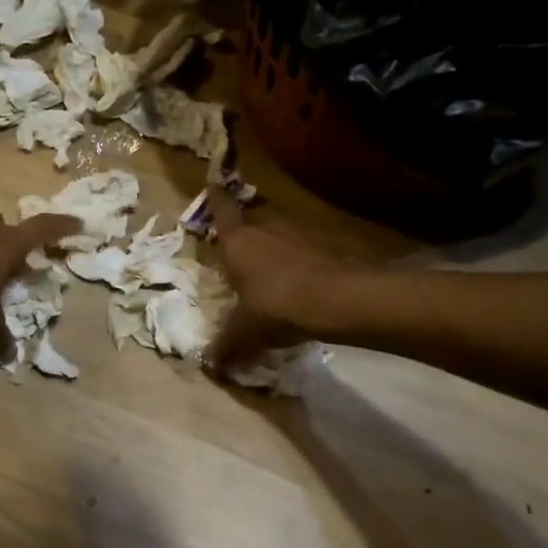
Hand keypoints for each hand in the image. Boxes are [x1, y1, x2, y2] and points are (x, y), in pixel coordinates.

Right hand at [205, 192, 348, 374]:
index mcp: (237, 241)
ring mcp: (295, 235)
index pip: (221, 210)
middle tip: (234, 261)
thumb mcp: (245, 331)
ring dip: (269, 255)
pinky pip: (297, 254)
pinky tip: (294, 291)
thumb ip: (226, 345)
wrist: (337, 300)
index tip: (212, 182)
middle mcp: (263, 229)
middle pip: (247, 227)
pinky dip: (293, 267)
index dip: (215, 197)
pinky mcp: (321, 247)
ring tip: (265, 281)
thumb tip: (210, 366)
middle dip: (241, 241)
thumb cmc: (276, 305)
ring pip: (274, 240)